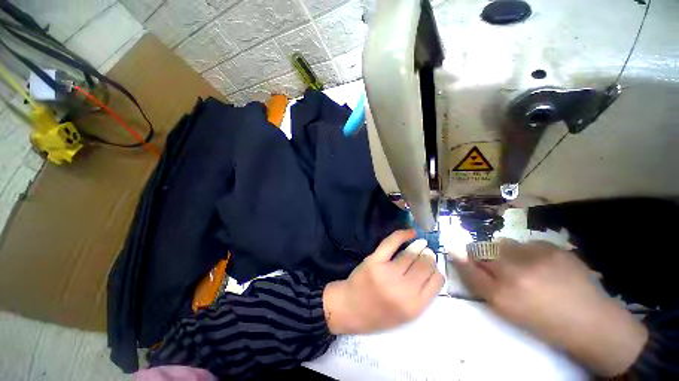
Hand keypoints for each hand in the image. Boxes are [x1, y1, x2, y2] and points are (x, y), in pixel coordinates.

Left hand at [323, 230, 443, 334]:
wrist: (349, 308)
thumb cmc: (378, 315)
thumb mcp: (405, 316)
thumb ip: (421, 296)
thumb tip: (432, 270)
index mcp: (414, 306)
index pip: (436, 281)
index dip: (436, 270)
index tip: (432, 266)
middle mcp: (402, 290)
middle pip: (424, 265)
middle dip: (428, 257)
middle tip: (427, 253)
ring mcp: (387, 273)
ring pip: (410, 254)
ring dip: (418, 247)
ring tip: (421, 244)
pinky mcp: (374, 260)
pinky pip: (391, 243)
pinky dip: (402, 234)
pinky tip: (411, 232)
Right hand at [452, 239, 647, 376]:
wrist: (592, 322)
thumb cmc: (544, 322)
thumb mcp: (507, 309)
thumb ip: (482, 282)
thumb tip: (463, 257)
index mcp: (501, 294)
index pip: (467, 266)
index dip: (460, 256)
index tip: (454, 248)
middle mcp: (513, 272)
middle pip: (483, 250)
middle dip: (484, 254)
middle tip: (498, 265)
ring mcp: (534, 257)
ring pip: (504, 244)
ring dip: (507, 253)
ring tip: (525, 267)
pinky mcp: (553, 248)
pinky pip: (527, 243)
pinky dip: (529, 252)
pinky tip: (544, 266)